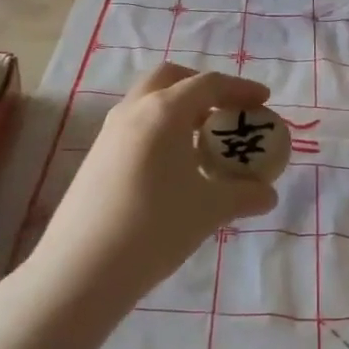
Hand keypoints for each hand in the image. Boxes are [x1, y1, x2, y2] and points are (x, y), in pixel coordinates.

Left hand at [33, 64, 278, 304]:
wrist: (81, 269)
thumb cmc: (154, 228)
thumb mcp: (209, 211)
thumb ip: (244, 195)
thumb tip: (267, 194)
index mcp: (164, 111)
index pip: (209, 84)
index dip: (240, 88)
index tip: (264, 101)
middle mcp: (134, 110)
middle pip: (171, 79)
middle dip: (203, 87)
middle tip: (227, 110)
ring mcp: (109, 132)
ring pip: (149, 101)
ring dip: (179, 108)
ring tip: (203, 141)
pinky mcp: (95, 157)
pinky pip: (135, 126)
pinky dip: (160, 129)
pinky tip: (173, 166)